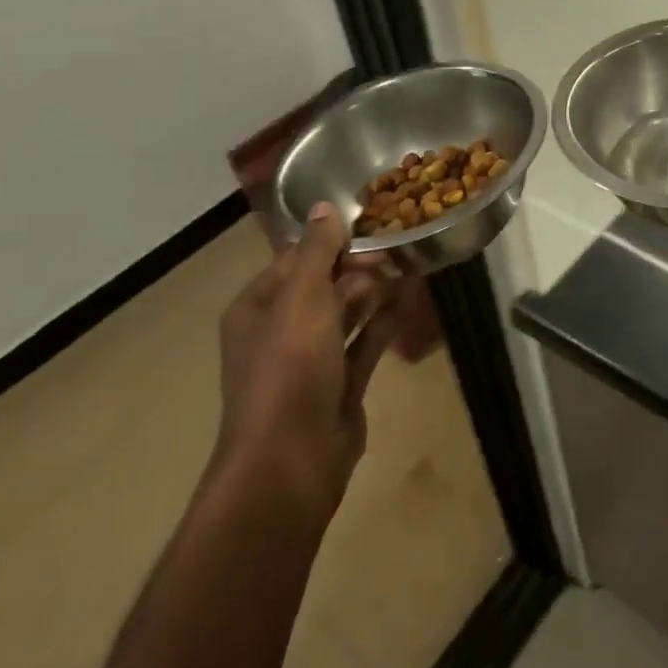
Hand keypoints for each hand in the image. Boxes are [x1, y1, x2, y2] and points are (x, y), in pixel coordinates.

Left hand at [214, 203, 404, 507]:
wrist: (291, 461)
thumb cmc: (289, 370)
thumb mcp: (302, 300)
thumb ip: (317, 251)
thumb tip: (324, 205)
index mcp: (258, 308)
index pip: (295, 260)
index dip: (331, 241)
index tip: (371, 223)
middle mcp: (281, 331)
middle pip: (323, 286)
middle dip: (359, 265)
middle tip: (398, 246)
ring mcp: (311, 361)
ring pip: (346, 313)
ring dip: (375, 290)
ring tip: (410, 264)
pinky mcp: (339, 385)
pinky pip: (364, 343)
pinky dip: (384, 321)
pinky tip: (409, 301)